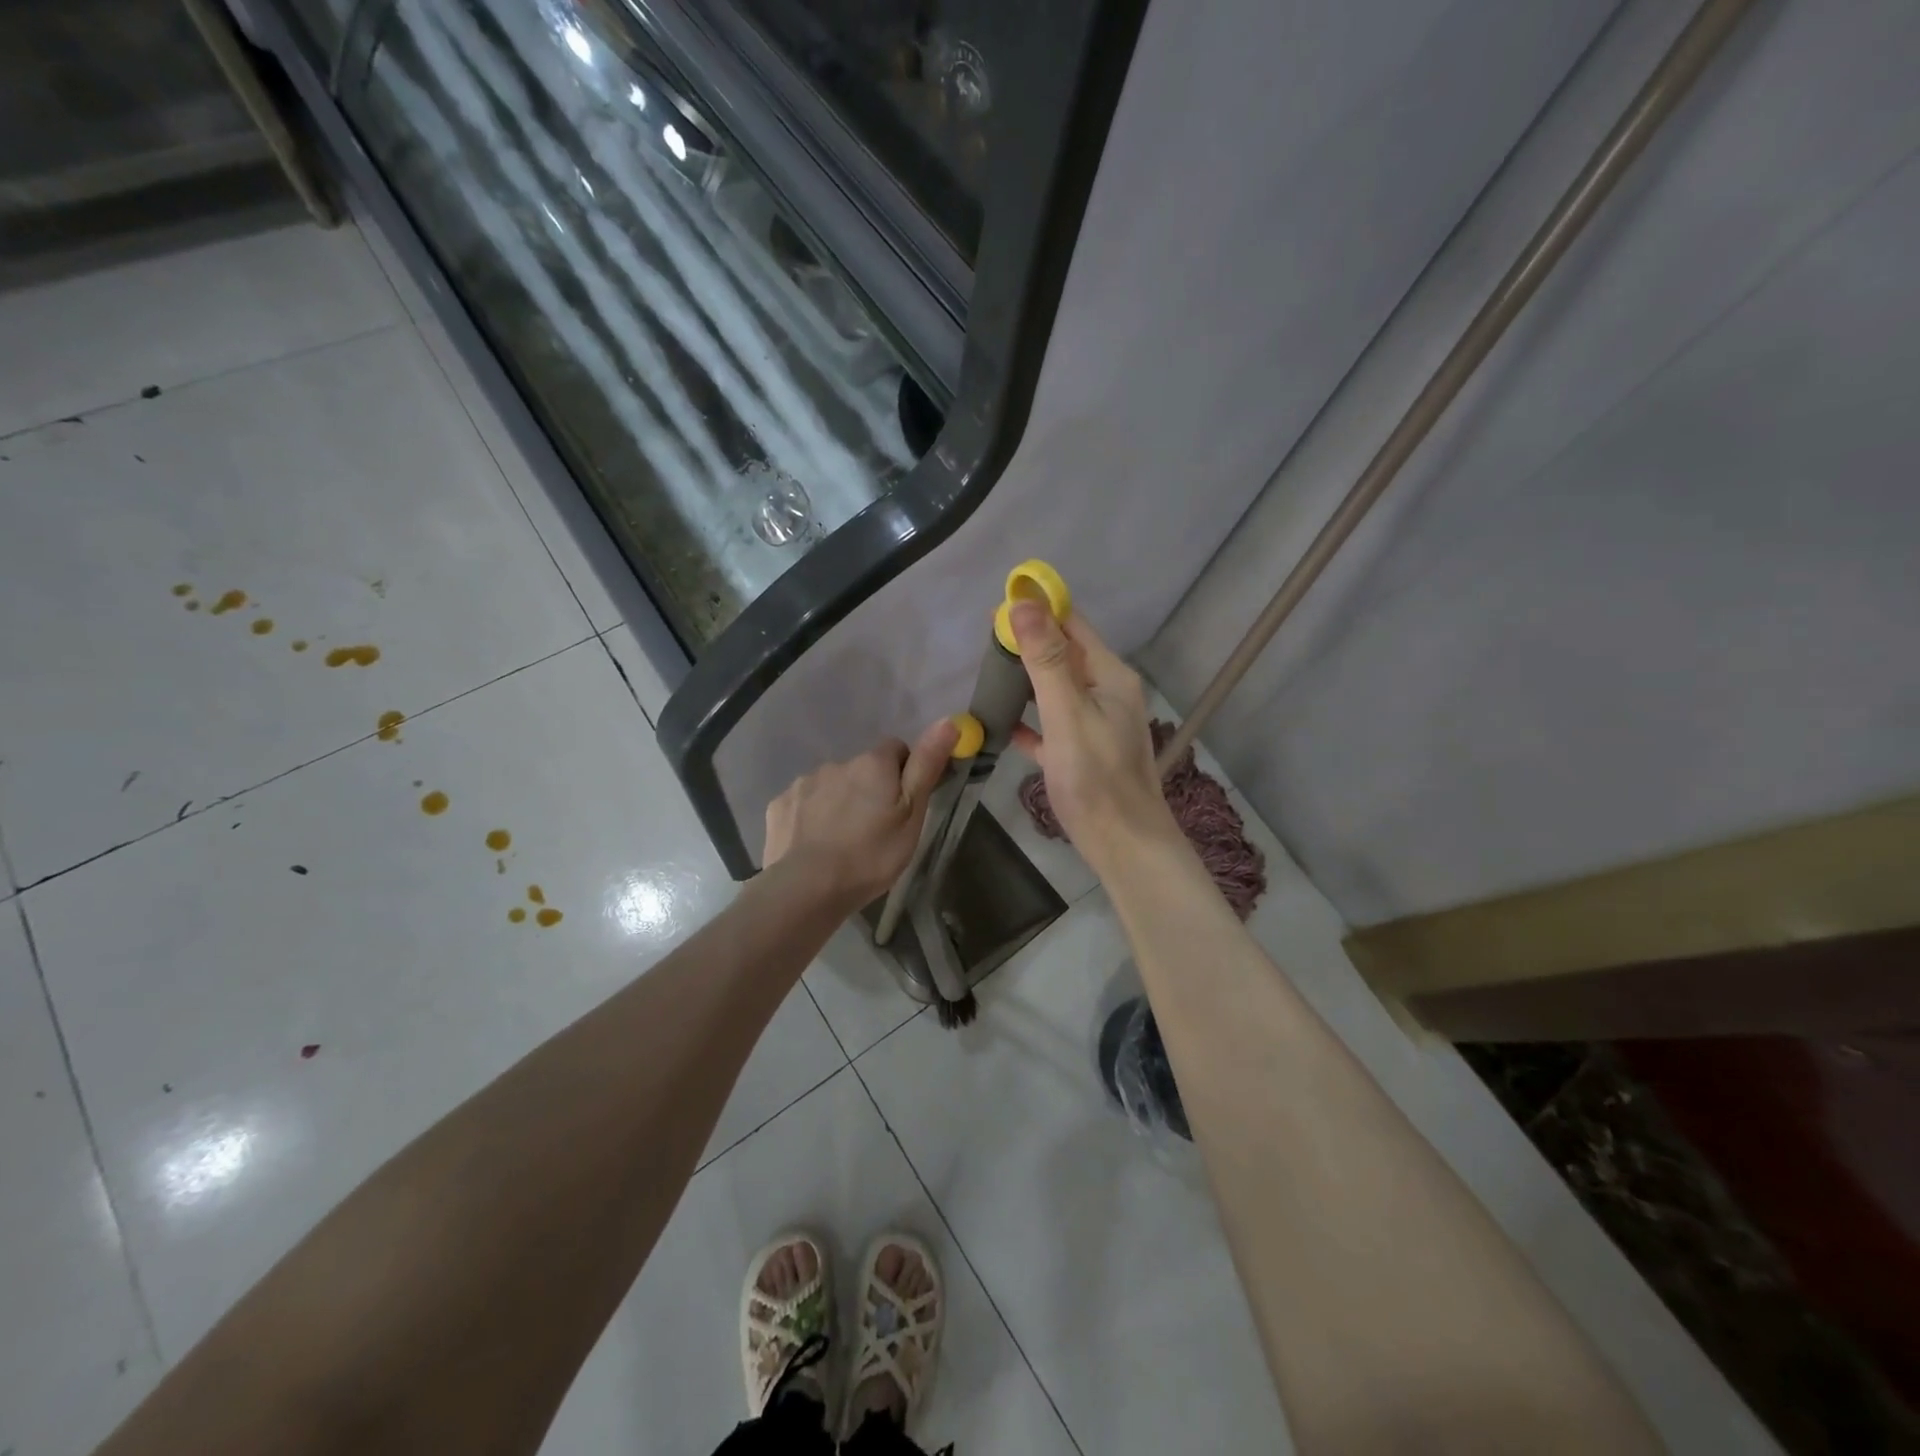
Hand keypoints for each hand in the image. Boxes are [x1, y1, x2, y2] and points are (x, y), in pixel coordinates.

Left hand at [763, 719, 958, 908]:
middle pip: (861, 769)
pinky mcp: (779, 805)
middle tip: (874, 830)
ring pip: (830, 786)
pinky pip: (802, 804)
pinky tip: (813, 845)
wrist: (807, 888)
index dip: (904, 773)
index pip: (896, 749)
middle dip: (869, 790)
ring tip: (842, 842)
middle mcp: (837, 763)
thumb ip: (926, 766)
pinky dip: (810, 817)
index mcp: (873, 764)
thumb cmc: (871, 855)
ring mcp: (803, 783)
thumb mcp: (911, 814)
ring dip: (839, 802)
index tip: (903, 805)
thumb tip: (948, 720)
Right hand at [1008, 601, 1178, 866]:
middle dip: (1028, 643)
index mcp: (1110, 675)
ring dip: (1027, 679)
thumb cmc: (1095, 777)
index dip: (1039, 610)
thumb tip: (1023, 603)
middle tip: (985, 643)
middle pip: (1064, 655)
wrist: (1122, 843)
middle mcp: (1107, 692)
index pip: (1073, 625)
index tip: (998, 608)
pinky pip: (1052, 724)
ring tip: (989, 673)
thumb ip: (1046, 659)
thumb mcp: (1067, 713)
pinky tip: (1003, 724)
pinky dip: (1030, 719)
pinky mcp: (1082, 752)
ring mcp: (1096, 724)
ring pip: (1057, 689)